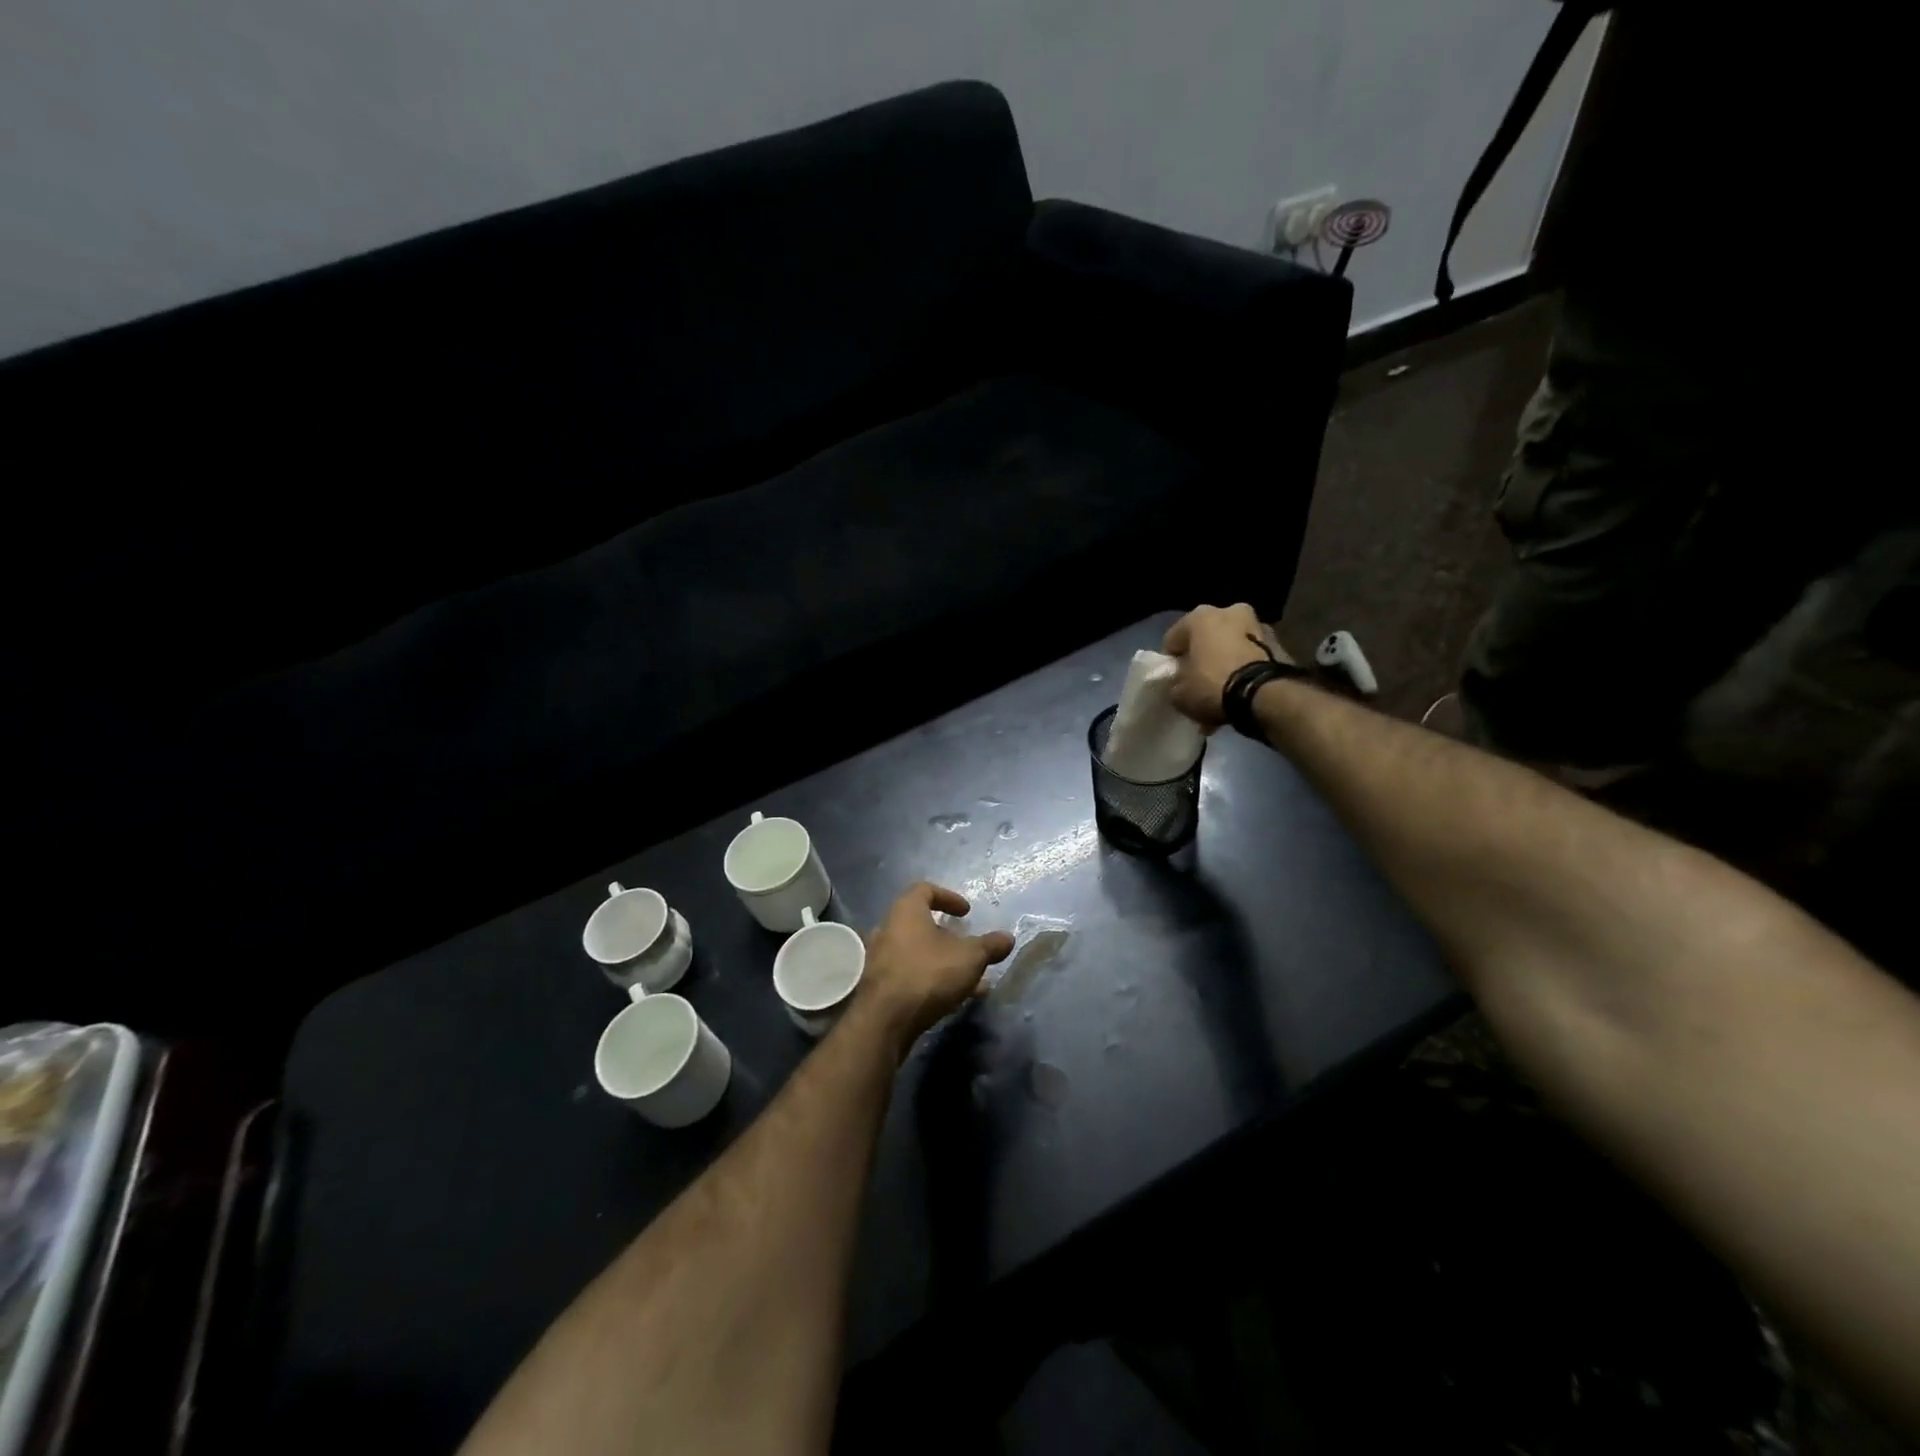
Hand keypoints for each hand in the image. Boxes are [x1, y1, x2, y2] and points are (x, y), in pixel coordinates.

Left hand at [860, 883, 1014, 1055]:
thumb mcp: (970, 958)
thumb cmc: (928, 974)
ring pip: (919, 952)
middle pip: (921, 924)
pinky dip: (933, 979)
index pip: (925, 890)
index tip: (967, 912)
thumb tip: (1008, 938)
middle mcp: (889, 929)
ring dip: (945, 962)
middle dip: (949, 936)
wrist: (885, 1020)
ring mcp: (881, 958)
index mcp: (906, 911)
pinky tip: (955, 998)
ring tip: (972, 979)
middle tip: (969, 947)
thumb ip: (989, 946)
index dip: (948, 897)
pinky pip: (911, 974)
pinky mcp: (880, 986)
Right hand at [1162, 603, 1293, 729]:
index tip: (1174, 679)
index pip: (1173, 639)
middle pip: (1206, 637)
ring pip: (1231, 645)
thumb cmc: (1213, 686)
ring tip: (1222, 690)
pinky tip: (1240, 691)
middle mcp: (1230, 611)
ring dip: (1226, 661)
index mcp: (1199, 616)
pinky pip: (1251, 656)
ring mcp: (1258, 625)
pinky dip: (1245, 669)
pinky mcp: (1279, 643)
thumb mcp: (1179, 694)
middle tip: (1199, 681)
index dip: (1171, 661)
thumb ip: (1176, 683)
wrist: (1266, 696)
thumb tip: (1181, 683)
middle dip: (1202, 656)